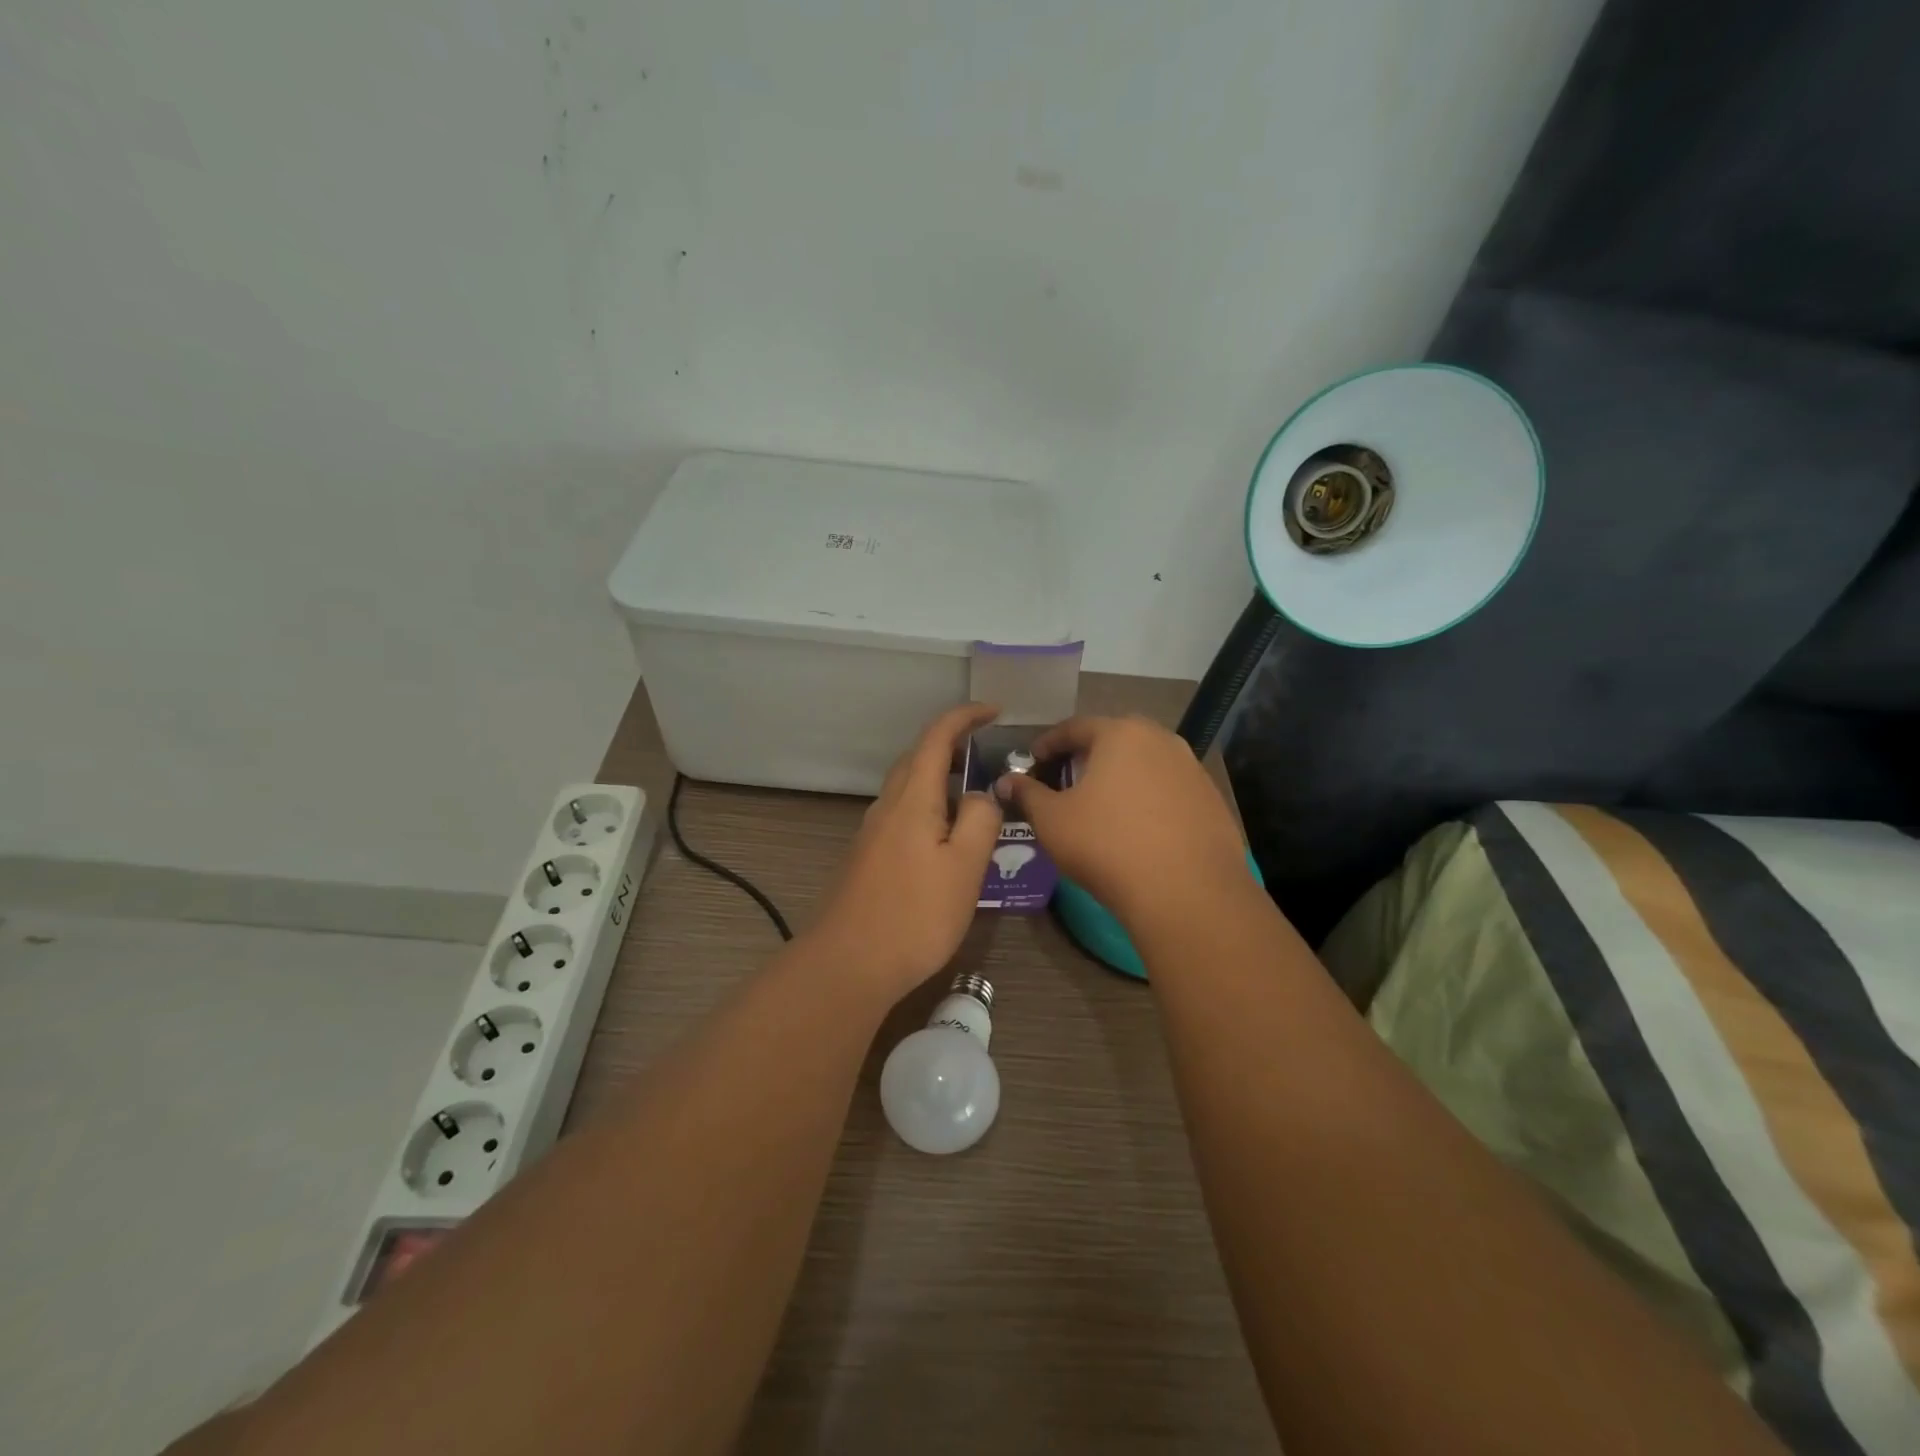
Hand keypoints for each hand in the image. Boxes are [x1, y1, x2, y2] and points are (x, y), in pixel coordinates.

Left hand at [807, 703, 1003, 997]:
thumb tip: (982, 795)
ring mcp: (873, 833)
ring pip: (910, 791)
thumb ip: (980, 821)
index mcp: (912, 799)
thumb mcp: (964, 867)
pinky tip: (948, 843)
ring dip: (941, 783)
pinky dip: (930, 812)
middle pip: (918, 760)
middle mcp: (887, 807)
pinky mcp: (868, 859)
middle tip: (989, 756)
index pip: (937, 738)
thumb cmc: (914, 914)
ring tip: (976, 802)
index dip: (964, 717)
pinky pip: (903, 817)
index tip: (994, 711)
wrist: (847, 964)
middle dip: (952, 747)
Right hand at [994, 716, 1245, 928]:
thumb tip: (1006, 782)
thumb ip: (1027, 794)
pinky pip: (1170, 791)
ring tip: (1103, 805)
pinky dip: (1149, 800)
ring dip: (1122, 778)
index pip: (1075, 727)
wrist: (1186, 893)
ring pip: (1146, 764)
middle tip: (1067, 779)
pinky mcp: (1212, 801)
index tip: (1033, 761)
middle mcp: (1162, 740)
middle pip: (1115, 740)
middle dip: (1088, 756)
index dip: (1048, 743)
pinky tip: (1139, 829)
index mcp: (1121, 733)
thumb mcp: (1052, 820)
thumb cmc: (1107, 845)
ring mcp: (1193, 770)